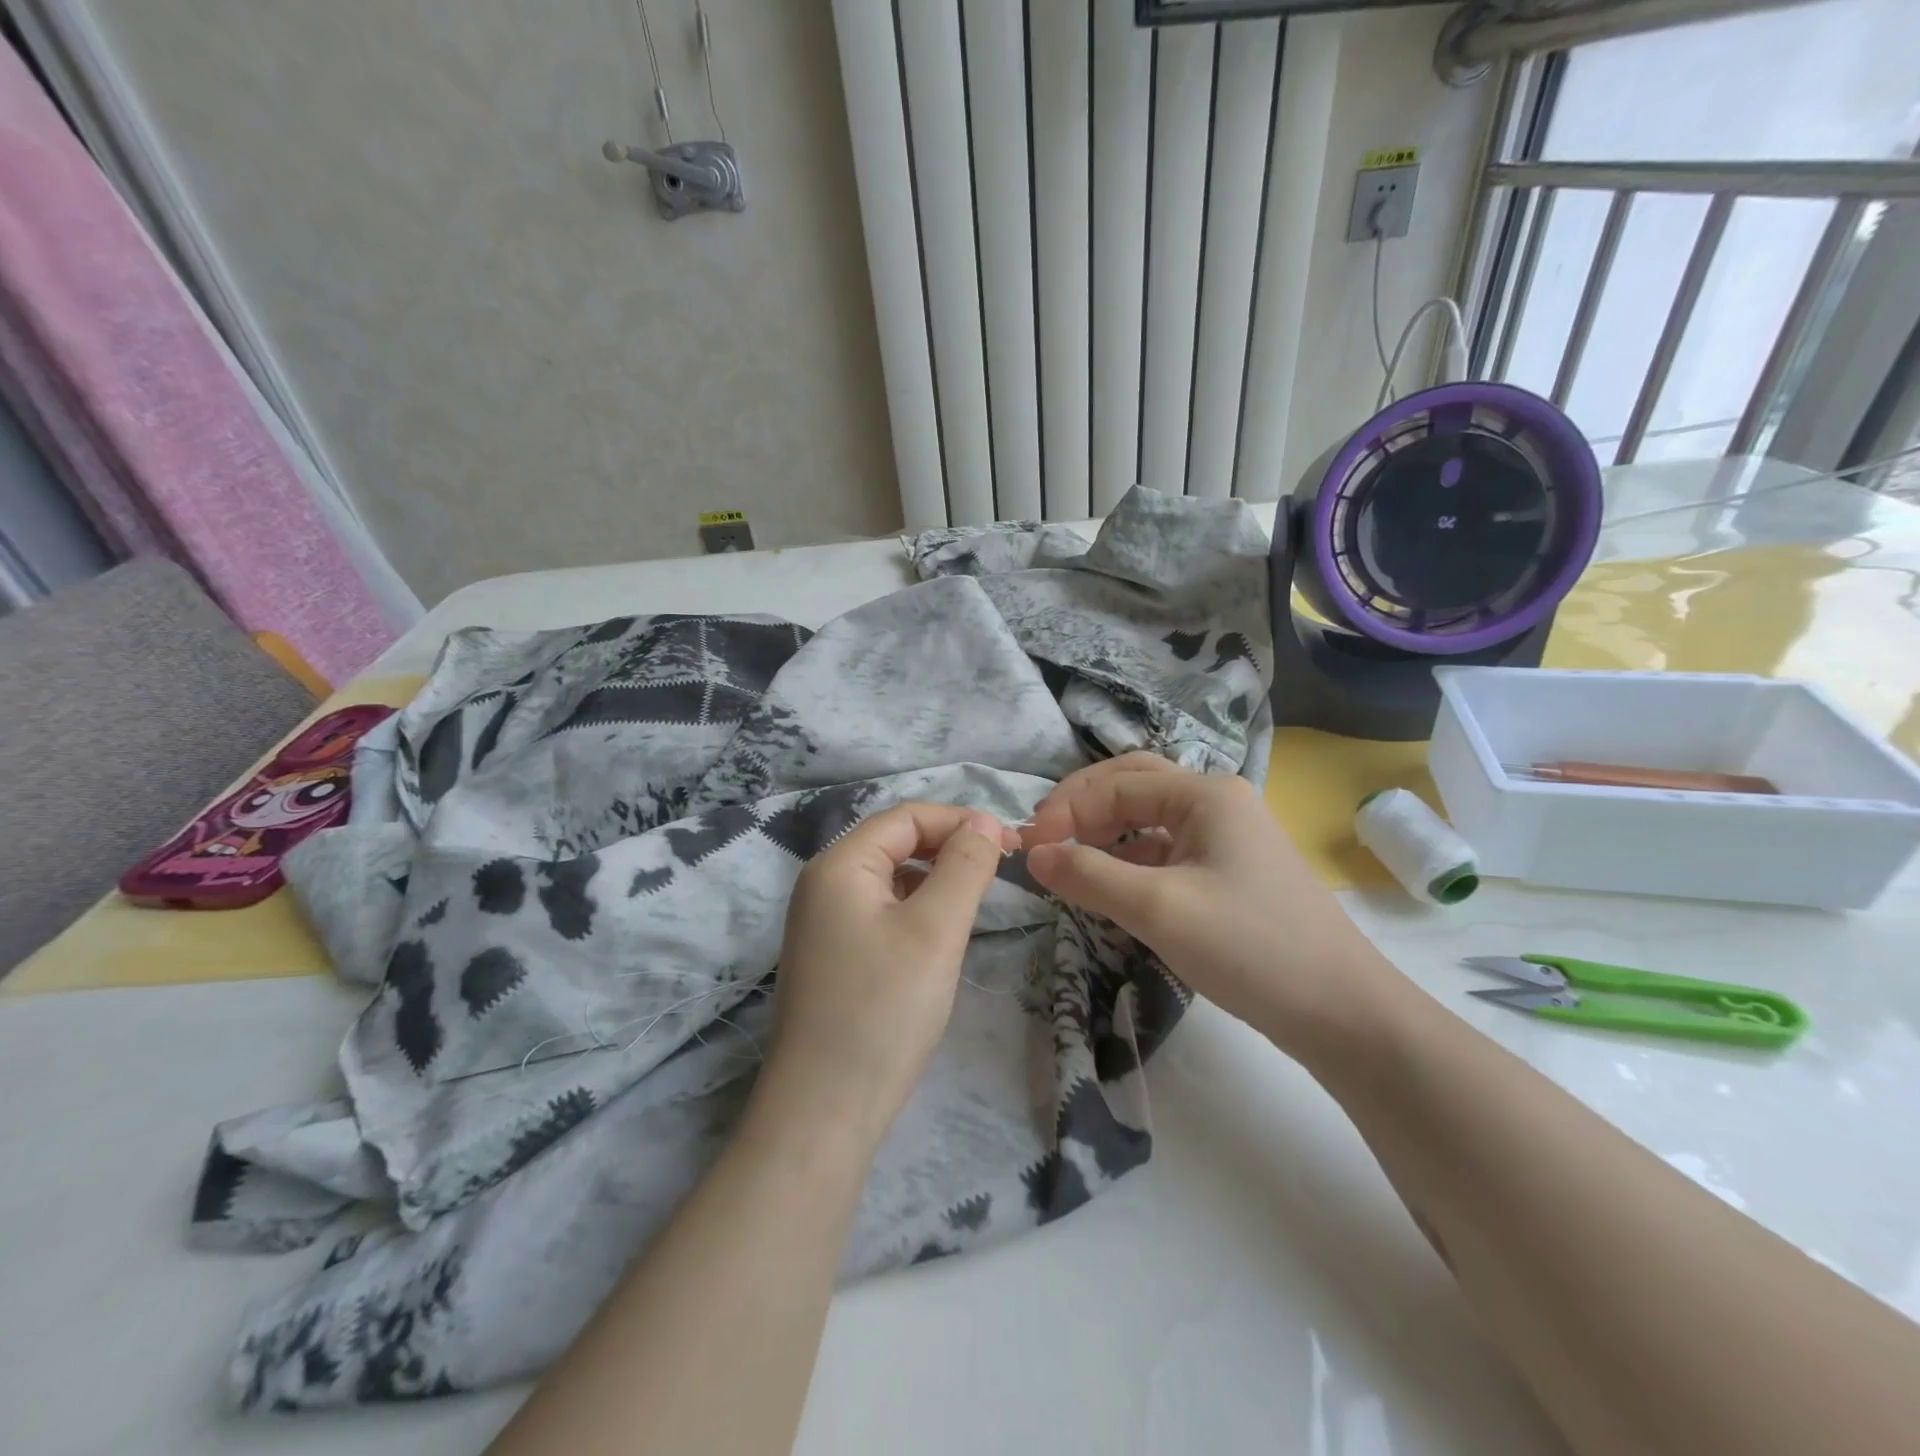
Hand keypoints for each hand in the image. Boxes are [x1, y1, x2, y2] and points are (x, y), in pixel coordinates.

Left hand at [766, 802, 1016, 1131]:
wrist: (823, 1113)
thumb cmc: (883, 1011)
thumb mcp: (935, 930)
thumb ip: (965, 866)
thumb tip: (985, 822)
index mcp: (839, 865)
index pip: (907, 817)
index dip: (961, 820)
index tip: (1012, 844)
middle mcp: (823, 884)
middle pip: (896, 843)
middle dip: (950, 847)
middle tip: (1002, 870)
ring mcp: (822, 923)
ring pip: (891, 879)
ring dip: (936, 879)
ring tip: (978, 900)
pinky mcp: (831, 957)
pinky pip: (881, 912)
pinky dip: (917, 909)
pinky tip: (940, 935)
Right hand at [1022, 754, 1401, 1056]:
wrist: (1344, 1014)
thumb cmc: (1250, 948)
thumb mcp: (1159, 909)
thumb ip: (1089, 875)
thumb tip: (1033, 853)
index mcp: (1206, 793)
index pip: (1116, 784)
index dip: (1067, 810)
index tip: (1029, 848)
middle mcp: (1218, 802)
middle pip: (1134, 786)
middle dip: (1084, 807)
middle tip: (1045, 839)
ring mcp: (1229, 837)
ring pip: (1150, 819)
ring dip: (1106, 833)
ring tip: (1071, 862)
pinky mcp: (1231, 872)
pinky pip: (1168, 850)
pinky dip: (1132, 860)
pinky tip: (1114, 887)